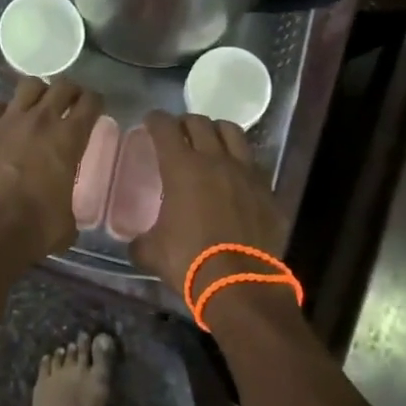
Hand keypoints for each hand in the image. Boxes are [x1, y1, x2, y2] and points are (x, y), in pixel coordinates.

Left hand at [0, 77, 103, 261]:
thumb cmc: (34, 230)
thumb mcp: (66, 222)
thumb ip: (68, 204)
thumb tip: (63, 211)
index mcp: (68, 139)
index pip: (90, 103)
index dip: (95, 101)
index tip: (94, 107)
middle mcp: (40, 121)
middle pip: (61, 86)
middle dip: (69, 91)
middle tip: (69, 102)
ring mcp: (6, 121)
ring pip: (28, 85)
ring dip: (37, 93)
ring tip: (36, 105)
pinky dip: (1, 109)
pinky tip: (2, 121)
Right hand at [130, 111, 284, 308]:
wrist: (241, 285)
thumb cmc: (190, 262)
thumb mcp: (152, 252)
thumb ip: (141, 240)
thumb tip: (137, 242)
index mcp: (182, 167)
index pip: (165, 128)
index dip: (155, 120)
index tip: (150, 122)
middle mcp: (215, 160)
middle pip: (200, 123)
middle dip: (185, 122)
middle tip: (178, 132)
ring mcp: (246, 173)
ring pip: (233, 133)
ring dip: (217, 132)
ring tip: (211, 142)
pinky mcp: (268, 191)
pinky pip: (253, 165)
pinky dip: (240, 163)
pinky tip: (235, 176)